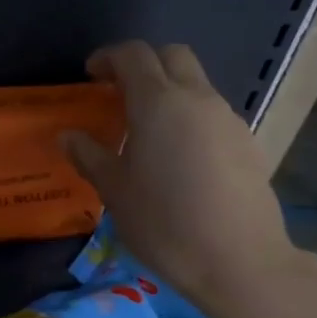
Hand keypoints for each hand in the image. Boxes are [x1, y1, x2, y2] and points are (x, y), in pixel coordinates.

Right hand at [62, 41, 299, 312]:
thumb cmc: (164, 222)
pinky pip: (212, 113)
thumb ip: (89, 155)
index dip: (108, 57)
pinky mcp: (248, 143)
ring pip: (196, 83)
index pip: (133, 55)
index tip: (91, 76)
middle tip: (119, 92)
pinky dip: (190, 116)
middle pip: (172, 56)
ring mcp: (228, 119)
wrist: (241, 262)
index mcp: (158, 102)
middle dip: (144, 63)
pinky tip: (180, 157)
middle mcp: (197, 99)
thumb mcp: (114, 190)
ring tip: (147, 129)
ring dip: (169, 90)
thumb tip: (68, 135)